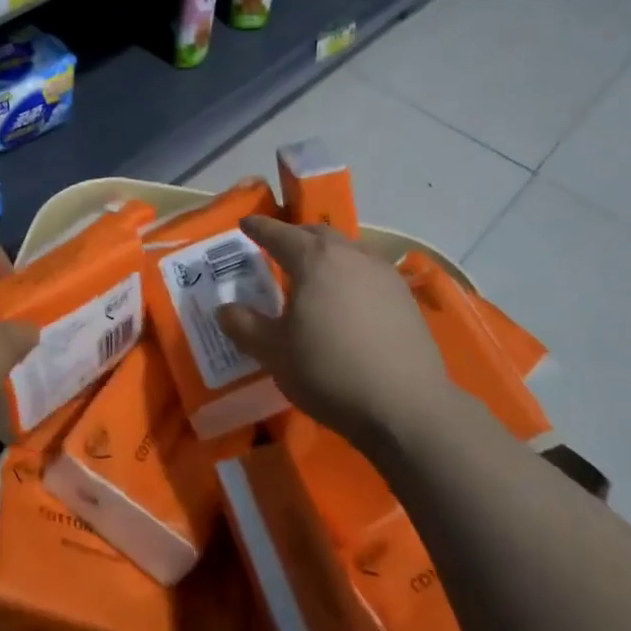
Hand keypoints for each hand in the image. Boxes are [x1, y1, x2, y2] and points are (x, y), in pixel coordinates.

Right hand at [215, 216, 454, 449]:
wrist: (406, 407)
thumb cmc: (329, 372)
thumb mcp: (273, 353)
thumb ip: (244, 325)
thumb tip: (224, 309)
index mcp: (314, 260)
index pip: (278, 234)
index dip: (259, 227)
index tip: (245, 223)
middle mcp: (351, 255)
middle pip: (316, 235)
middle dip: (293, 236)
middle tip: (276, 248)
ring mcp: (383, 274)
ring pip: (347, 250)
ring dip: (325, 254)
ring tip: (312, 273)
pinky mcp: (405, 297)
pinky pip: (367, 271)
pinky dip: (348, 273)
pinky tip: (346, 298)